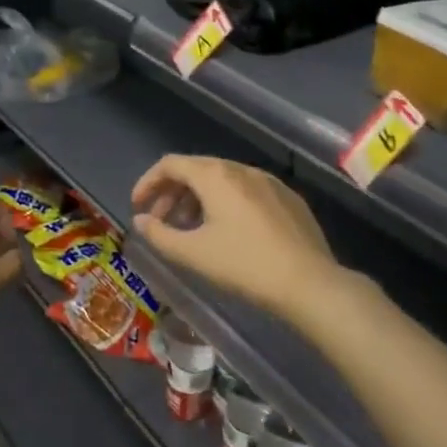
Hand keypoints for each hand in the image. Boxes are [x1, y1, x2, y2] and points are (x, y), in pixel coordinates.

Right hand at [131, 155, 340, 316]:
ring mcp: (268, 182)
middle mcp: (241, 169)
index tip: (137, 207)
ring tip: (191, 229)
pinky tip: (228, 233)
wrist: (309, 282)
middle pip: (196, 170)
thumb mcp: (193, 254)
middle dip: (172, 193)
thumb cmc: (244, 265)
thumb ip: (159, 235)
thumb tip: (141, 221)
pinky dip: (225, 204)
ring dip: (198, 199)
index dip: (148, 183)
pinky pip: (246, 191)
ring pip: (222, 180)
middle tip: (160, 222)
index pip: (171, 164)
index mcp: (215, 175)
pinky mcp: (288, 198)